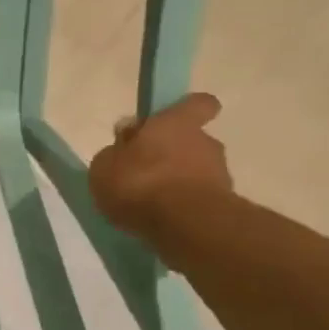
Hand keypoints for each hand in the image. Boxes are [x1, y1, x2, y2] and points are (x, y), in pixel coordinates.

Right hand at [88, 92, 233, 241]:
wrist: (184, 225)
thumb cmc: (139, 183)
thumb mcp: (105, 166)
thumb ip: (115, 151)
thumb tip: (126, 140)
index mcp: (177, 123)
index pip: (197, 104)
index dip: (187, 111)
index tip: (171, 122)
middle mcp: (205, 142)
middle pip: (192, 142)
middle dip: (173, 156)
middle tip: (145, 175)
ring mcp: (220, 175)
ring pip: (197, 173)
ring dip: (178, 184)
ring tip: (150, 205)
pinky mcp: (223, 205)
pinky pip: (199, 200)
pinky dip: (184, 207)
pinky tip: (161, 221)